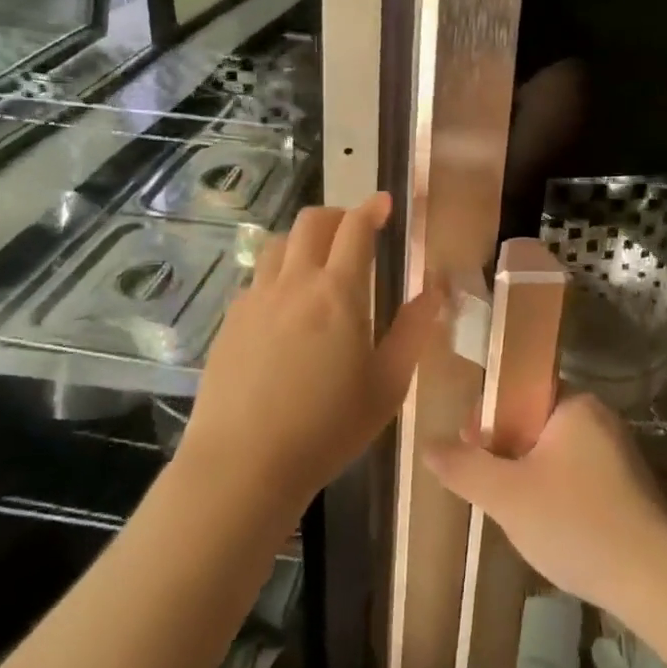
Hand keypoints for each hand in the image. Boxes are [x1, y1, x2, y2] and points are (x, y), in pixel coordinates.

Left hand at [176, 195, 445, 524]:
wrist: (243, 464)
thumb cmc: (328, 427)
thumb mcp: (388, 384)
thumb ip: (414, 330)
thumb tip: (436, 289)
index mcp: (338, 292)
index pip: (355, 228)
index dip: (372, 208)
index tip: (385, 203)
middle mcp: (294, 283)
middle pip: (312, 222)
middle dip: (338, 215)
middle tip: (355, 231)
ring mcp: (256, 299)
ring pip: (279, 244)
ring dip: (304, 240)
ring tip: (319, 263)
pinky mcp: (230, 321)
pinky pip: (258, 278)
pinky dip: (279, 273)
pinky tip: (286, 307)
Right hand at [426, 394, 666, 613]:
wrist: (654, 581)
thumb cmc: (576, 523)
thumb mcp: (507, 496)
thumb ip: (464, 467)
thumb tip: (427, 445)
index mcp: (574, 403)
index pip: (519, 390)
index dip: (487, 416)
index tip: (469, 449)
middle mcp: (599, 417)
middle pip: (534, 422)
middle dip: (505, 451)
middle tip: (486, 487)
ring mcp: (617, 452)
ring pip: (554, 452)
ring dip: (528, 475)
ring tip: (511, 510)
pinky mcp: (627, 486)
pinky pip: (576, 475)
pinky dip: (555, 492)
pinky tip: (547, 526)